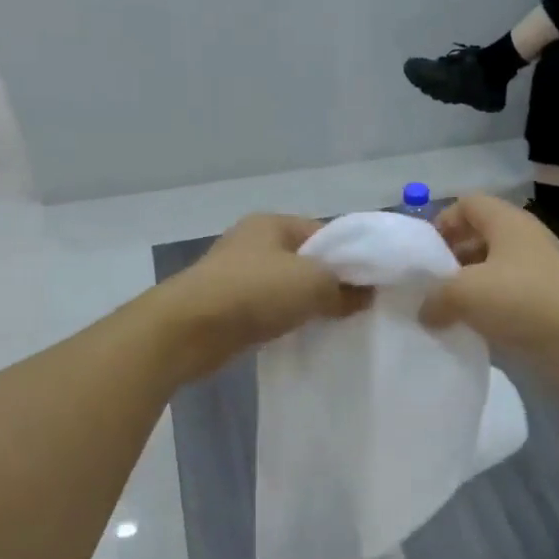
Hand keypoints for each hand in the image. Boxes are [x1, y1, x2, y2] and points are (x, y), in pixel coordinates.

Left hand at [160, 213, 370, 375]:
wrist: (187, 330)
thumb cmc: (254, 292)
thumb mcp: (313, 284)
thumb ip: (345, 288)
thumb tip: (366, 295)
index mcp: (273, 223)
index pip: (325, 232)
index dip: (351, 257)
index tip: (371, 285)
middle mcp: (253, 242)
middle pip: (305, 260)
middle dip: (329, 283)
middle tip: (356, 308)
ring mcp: (236, 273)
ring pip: (286, 286)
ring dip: (306, 304)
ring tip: (332, 325)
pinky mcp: (225, 305)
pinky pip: (267, 308)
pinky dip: (284, 319)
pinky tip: (298, 335)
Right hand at [420, 194, 558, 391]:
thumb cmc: (525, 301)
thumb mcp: (465, 292)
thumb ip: (434, 297)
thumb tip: (424, 310)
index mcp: (506, 222)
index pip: (467, 204)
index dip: (441, 221)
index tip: (421, 254)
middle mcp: (522, 242)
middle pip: (477, 239)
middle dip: (448, 261)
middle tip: (425, 288)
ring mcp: (535, 275)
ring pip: (489, 274)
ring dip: (465, 292)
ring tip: (439, 314)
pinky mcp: (543, 307)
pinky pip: (503, 303)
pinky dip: (483, 314)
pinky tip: (466, 332)